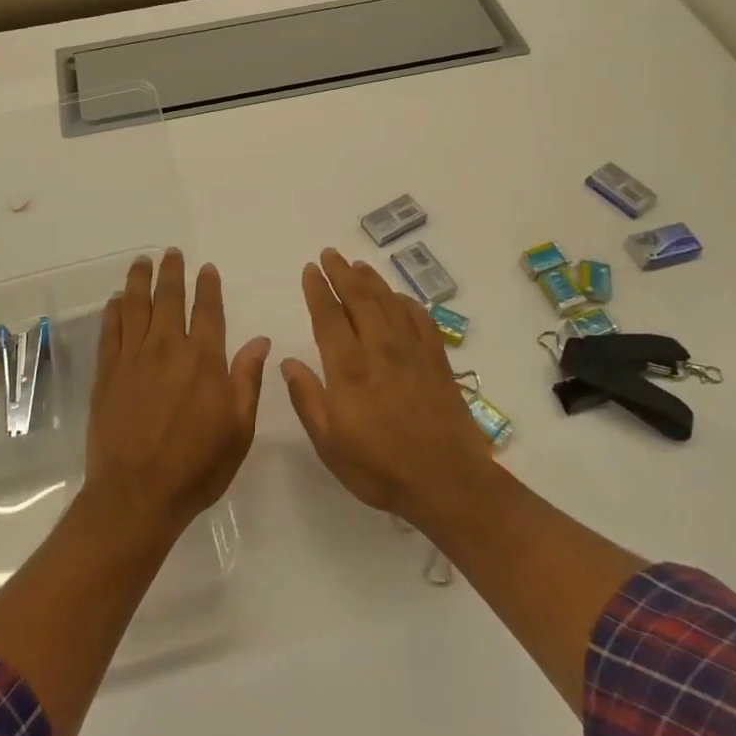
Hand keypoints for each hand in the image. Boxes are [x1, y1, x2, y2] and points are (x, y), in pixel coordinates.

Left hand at [85, 249, 269, 534]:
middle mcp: (168, 348)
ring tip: (142, 262)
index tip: (207, 268)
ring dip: (139, 280)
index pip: (208, 310)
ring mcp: (133, 358)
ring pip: (135, 306)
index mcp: (204, 360)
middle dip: (172, 272)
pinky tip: (116, 300)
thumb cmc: (197, 466)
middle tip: (170, 253)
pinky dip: (114, 311)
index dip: (208, 286)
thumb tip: (260, 340)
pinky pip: (110, 331)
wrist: (137, 494)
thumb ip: (247, 380)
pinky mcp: (107, 373)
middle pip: (169, 298)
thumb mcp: (239, 429)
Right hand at [280, 248, 490, 524]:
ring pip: (389, 302)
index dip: (318, 290)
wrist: (447, 481)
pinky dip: (406, 302)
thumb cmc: (379, 467)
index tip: (310, 269)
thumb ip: (307, 398)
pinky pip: (420, 319)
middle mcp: (380, 349)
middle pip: (359, 298)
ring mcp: (412, 351)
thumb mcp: (329, 443)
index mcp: (348, 368)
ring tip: (358, 265)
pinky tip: (399, 298)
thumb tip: (288, 361)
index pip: (328, 317)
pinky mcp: (437, 360)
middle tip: (330, 254)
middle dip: (342, 272)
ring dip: (371, 280)